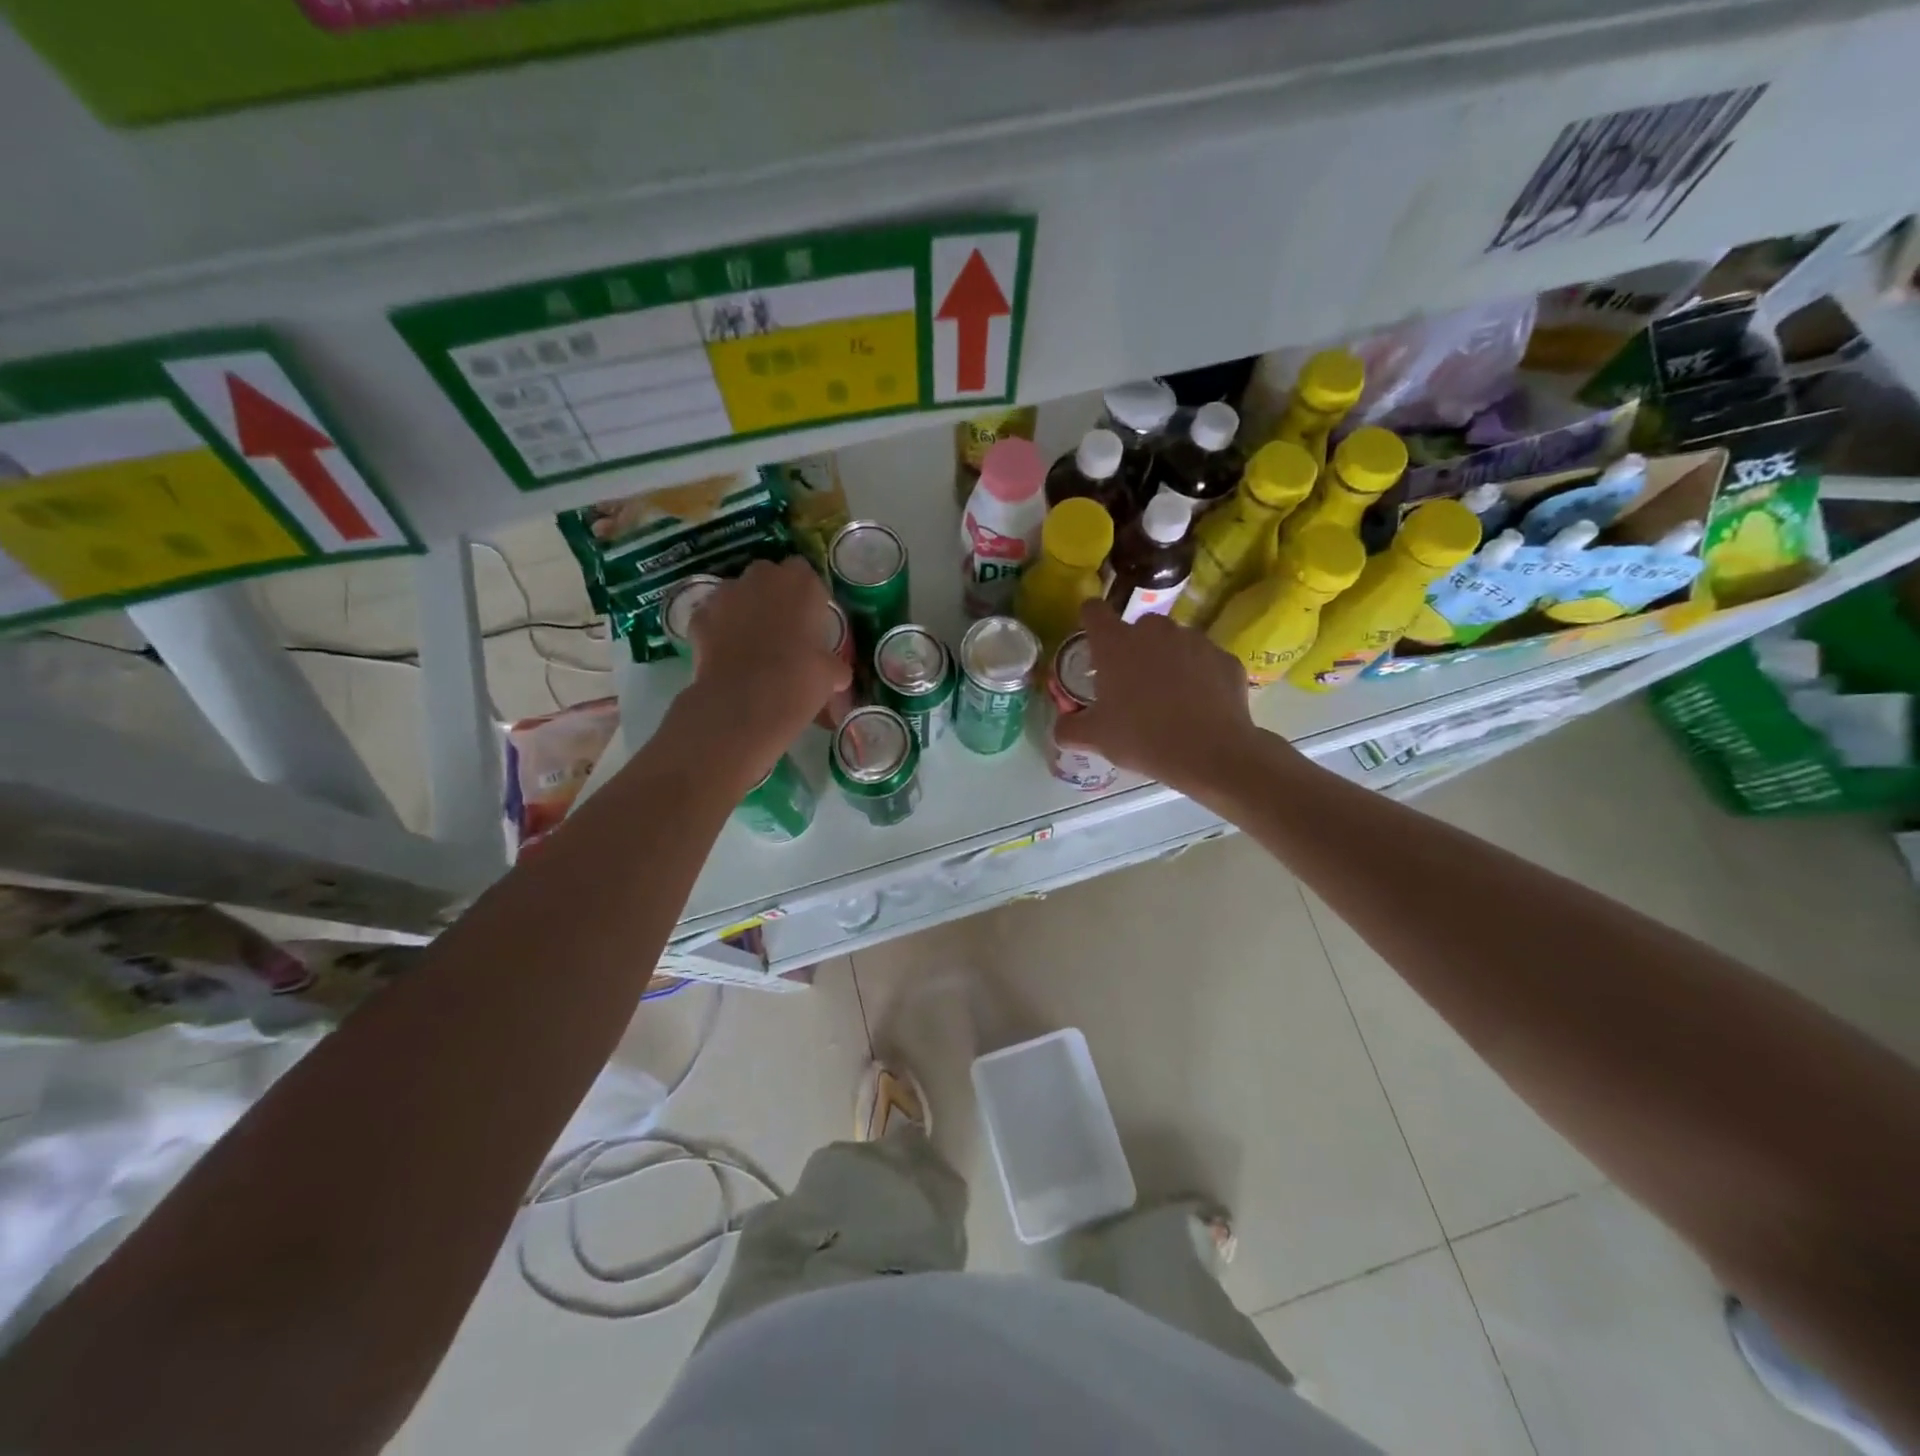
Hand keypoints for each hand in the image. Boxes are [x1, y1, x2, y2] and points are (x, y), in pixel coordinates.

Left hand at [677, 558, 850, 791]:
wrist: (743, 704)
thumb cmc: (798, 681)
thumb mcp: (831, 675)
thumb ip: (834, 666)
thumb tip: (838, 675)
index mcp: (801, 584)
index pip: (805, 573)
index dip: (806, 596)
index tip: (809, 620)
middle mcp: (762, 577)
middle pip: (768, 576)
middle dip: (773, 595)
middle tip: (781, 628)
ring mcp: (725, 593)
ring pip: (737, 593)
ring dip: (744, 609)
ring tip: (750, 644)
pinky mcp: (699, 616)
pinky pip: (714, 617)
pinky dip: (719, 630)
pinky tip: (726, 656)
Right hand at [1054, 600, 1274, 793]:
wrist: (1210, 753)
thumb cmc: (1142, 738)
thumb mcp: (1096, 738)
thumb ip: (1069, 728)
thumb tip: (1061, 726)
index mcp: (1116, 643)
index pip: (1094, 611)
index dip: (1090, 621)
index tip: (1093, 643)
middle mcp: (1155, 631)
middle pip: (1138, 627)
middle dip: (1134, 648)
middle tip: (1132, 684)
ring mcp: (1195, 640)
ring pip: (1174, 642)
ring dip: (1168, 660)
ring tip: (1170, 698)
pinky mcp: (1225, 657)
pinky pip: (1204, 662)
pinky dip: (1200, 676)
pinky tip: (1199, 706)